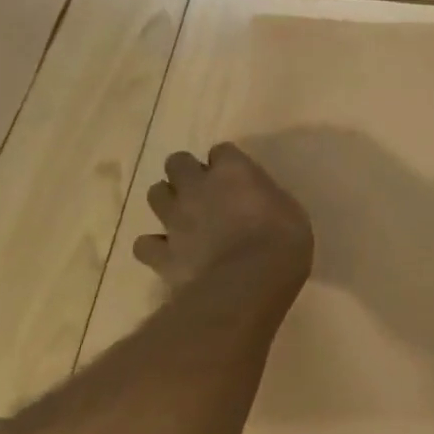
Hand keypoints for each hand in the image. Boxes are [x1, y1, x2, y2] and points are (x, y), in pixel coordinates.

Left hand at [131, 144, 313, 309]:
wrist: (248, 283)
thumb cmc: (282, 241)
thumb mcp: (289, 210)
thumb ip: (265, 199)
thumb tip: (258, 204)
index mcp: (233, 171)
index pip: (222, 151)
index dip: (227, 163)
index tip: (237, 178)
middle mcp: (197, 187)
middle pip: (177, 162)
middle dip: (186, 173)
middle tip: (203, 191)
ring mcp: (175, 219)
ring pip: (155, 194)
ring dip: (168, 202)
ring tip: (183, 217)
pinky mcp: (162, 253)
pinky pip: (145, 244)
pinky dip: (154, 247)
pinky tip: (168, 253)